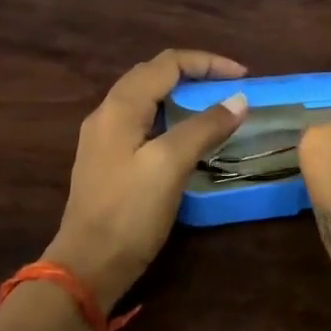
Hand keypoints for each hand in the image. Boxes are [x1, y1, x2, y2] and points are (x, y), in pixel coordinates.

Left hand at [45, 50, 248, 311]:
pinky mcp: (110, 160)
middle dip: (195, 73)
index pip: (167, 63)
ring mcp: (105, 137)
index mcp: (120, 106)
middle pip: (155, 74)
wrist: (87, 267)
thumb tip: (239, 99)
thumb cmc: (129, 213)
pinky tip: (188, 135)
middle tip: (230, 88)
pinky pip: (145, 120)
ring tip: (215, 106)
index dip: (208, 63)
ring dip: (183, 93)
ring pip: (148, 97)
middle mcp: (108, 113)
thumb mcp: (170, 165)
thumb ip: (204, 127)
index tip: (243, 76)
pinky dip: (172, 116)